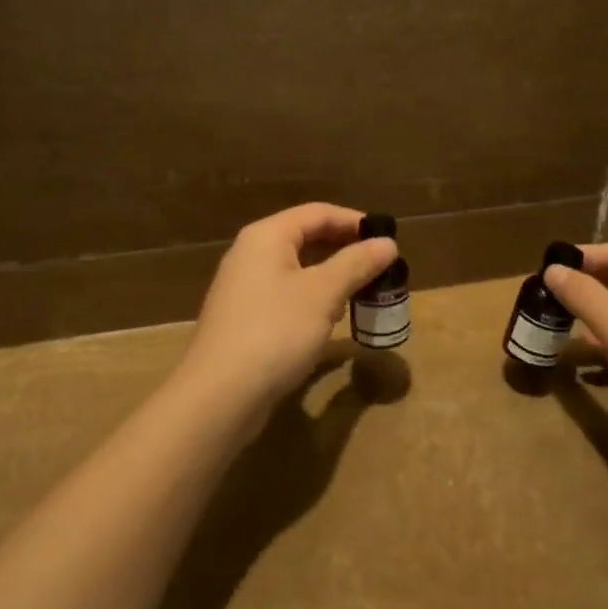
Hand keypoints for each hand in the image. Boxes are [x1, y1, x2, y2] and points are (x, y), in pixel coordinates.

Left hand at [176, 203, 396, 419]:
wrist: (219, 395)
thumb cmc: (275, 332)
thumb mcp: (322, 294)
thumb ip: (356, 264)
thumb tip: (388, 243)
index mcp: (266, 236)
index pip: (317, 213)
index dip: (354, 221)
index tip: (388, 237)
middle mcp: (250, 254)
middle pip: (304, 237)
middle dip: (344, 249)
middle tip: (380, 265)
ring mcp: (244, 287)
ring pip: (296, 268)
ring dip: (330, 275)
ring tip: (363, 289)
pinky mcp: (244, 318)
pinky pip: (285, 294)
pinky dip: (312, 298)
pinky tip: (331, 317)